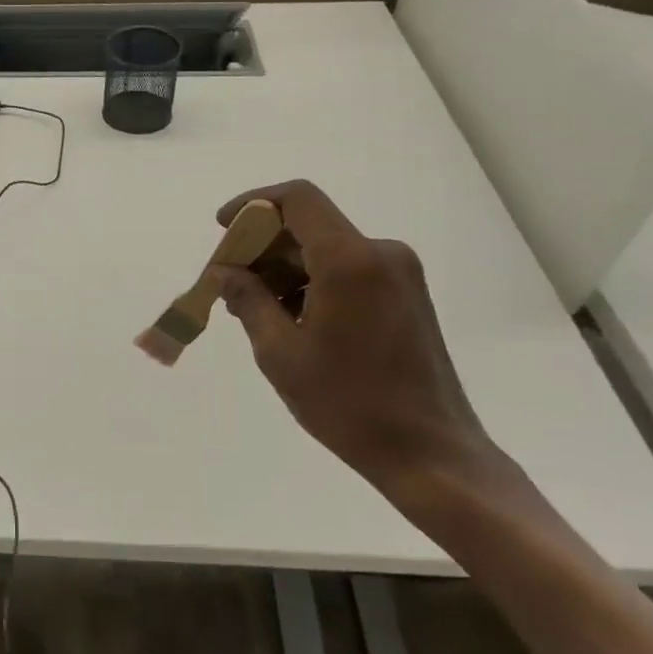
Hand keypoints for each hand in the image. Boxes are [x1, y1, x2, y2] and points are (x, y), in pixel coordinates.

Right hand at [210, 181, 498, 499]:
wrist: (430, 453)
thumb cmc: (348, 403)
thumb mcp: (281, 353)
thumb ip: (248, 301)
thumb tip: (224, 272)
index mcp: (350, 261)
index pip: (297, 200)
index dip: (253, 205)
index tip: (222, 229)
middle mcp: (380, 253)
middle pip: (308, 226)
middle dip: (262, 247)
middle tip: (227, 284)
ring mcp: (399, 274)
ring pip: (326, 249)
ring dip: (284, 269)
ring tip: (254, 310)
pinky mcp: (406, 295)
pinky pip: (347, 270)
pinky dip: (311, 282)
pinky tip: (290, 319)